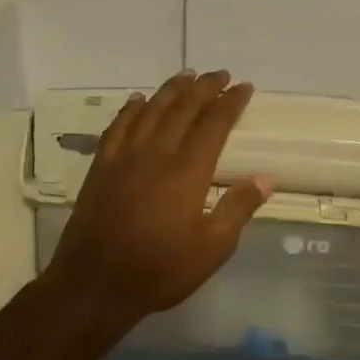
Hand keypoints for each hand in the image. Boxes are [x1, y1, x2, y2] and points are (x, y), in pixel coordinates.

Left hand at [44, 70, 271, 335]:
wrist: (94, 284)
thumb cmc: (160, 270)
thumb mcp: (212, 248)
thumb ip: (238, 209)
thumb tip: (265, 178)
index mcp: (187, 171)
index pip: (214, 124)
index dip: (230, 102)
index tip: (244, 87)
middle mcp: (156, 154)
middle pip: (183, 109)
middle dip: (204, 87)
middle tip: (220, 74)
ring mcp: (124, 158)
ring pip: (150, 111)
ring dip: (170, 90)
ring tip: (186, 75)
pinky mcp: (101, 168)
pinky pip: (117, 127)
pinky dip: (130, 109)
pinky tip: (138, 100)